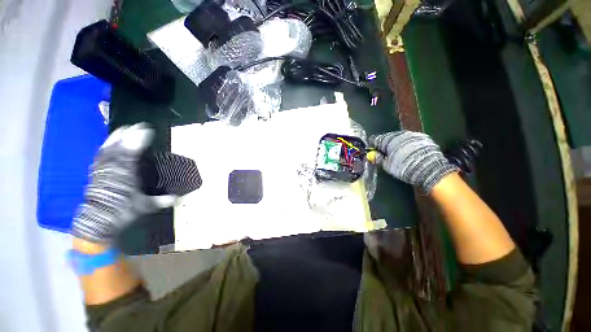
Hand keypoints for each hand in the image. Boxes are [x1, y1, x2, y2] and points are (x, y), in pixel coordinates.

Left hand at [72, 123, 175, 242]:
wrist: (100, 217)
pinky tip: (114, 145)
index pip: (139, 137)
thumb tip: (174, 199)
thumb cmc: (123, 209)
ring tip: (127, 135)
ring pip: (114, 136)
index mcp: (130, 161)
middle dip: (134, 130)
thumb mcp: (143, 206)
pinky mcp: (97, 161)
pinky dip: (111, 142)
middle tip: (140, 132)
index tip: (150, 132)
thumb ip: (159, 200)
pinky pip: (105, 145)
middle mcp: (117, 154)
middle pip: (126, 133)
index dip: (145, 133)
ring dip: (122, 134)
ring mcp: (105, 156)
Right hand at [368, 130, 458, 193]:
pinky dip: (411, 146)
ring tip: (402, 156)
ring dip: (400, 145)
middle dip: (388, 145)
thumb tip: (371, 155)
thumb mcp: (389, 166)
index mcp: (389, 139)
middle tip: (388, 156)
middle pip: (390, 138)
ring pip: (402, 139)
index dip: (373, 146)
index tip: (373, 152)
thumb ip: (379, 159)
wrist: (428, 167)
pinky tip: (413, 155)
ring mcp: (413, 134)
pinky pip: (413, 141)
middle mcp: (400, 133)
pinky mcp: (424, 138)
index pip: (377, 139)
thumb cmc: (404, 167)